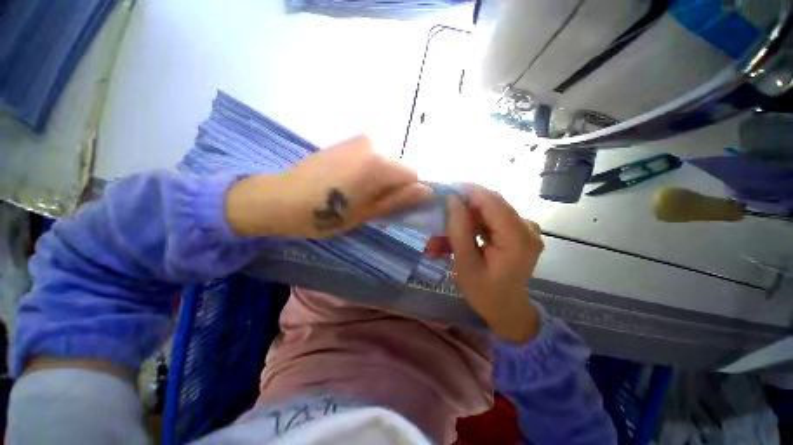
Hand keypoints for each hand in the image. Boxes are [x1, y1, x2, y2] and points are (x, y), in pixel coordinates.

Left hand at [226, 135, 430, 238]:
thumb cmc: (325, 214)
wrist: (280, 198)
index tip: (393, 208)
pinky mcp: (346, 142)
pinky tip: (349, 184)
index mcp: (379, 162)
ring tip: (357, 195)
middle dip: (393, 187)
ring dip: (380, 180)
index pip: (413, 176)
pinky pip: (371, 158)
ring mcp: (357, 139)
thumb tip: (427, 191)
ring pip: (385, 163)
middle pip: (399, 168)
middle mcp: (372, 143)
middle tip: (372, 205)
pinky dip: (369, 172)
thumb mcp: (367, 212)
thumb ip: (399, 199)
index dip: (407, 194)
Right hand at [445, 185, 543, 343]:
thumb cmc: (484, 292)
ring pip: (491, 208)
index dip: (468, 191)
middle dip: (465, 203)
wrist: (507, 308)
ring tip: (448, 227)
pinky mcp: (521, 230)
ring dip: (468, 214)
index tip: (444, 188)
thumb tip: (452, 199)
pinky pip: (495, 217)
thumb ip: (459, 229)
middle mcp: (528, 228)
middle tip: (442, 210)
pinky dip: (477, 221)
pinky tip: (463, 231)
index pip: (492, 202)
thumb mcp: (465, 262)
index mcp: (517, 239)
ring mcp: (527, 228)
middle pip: (492, 202)